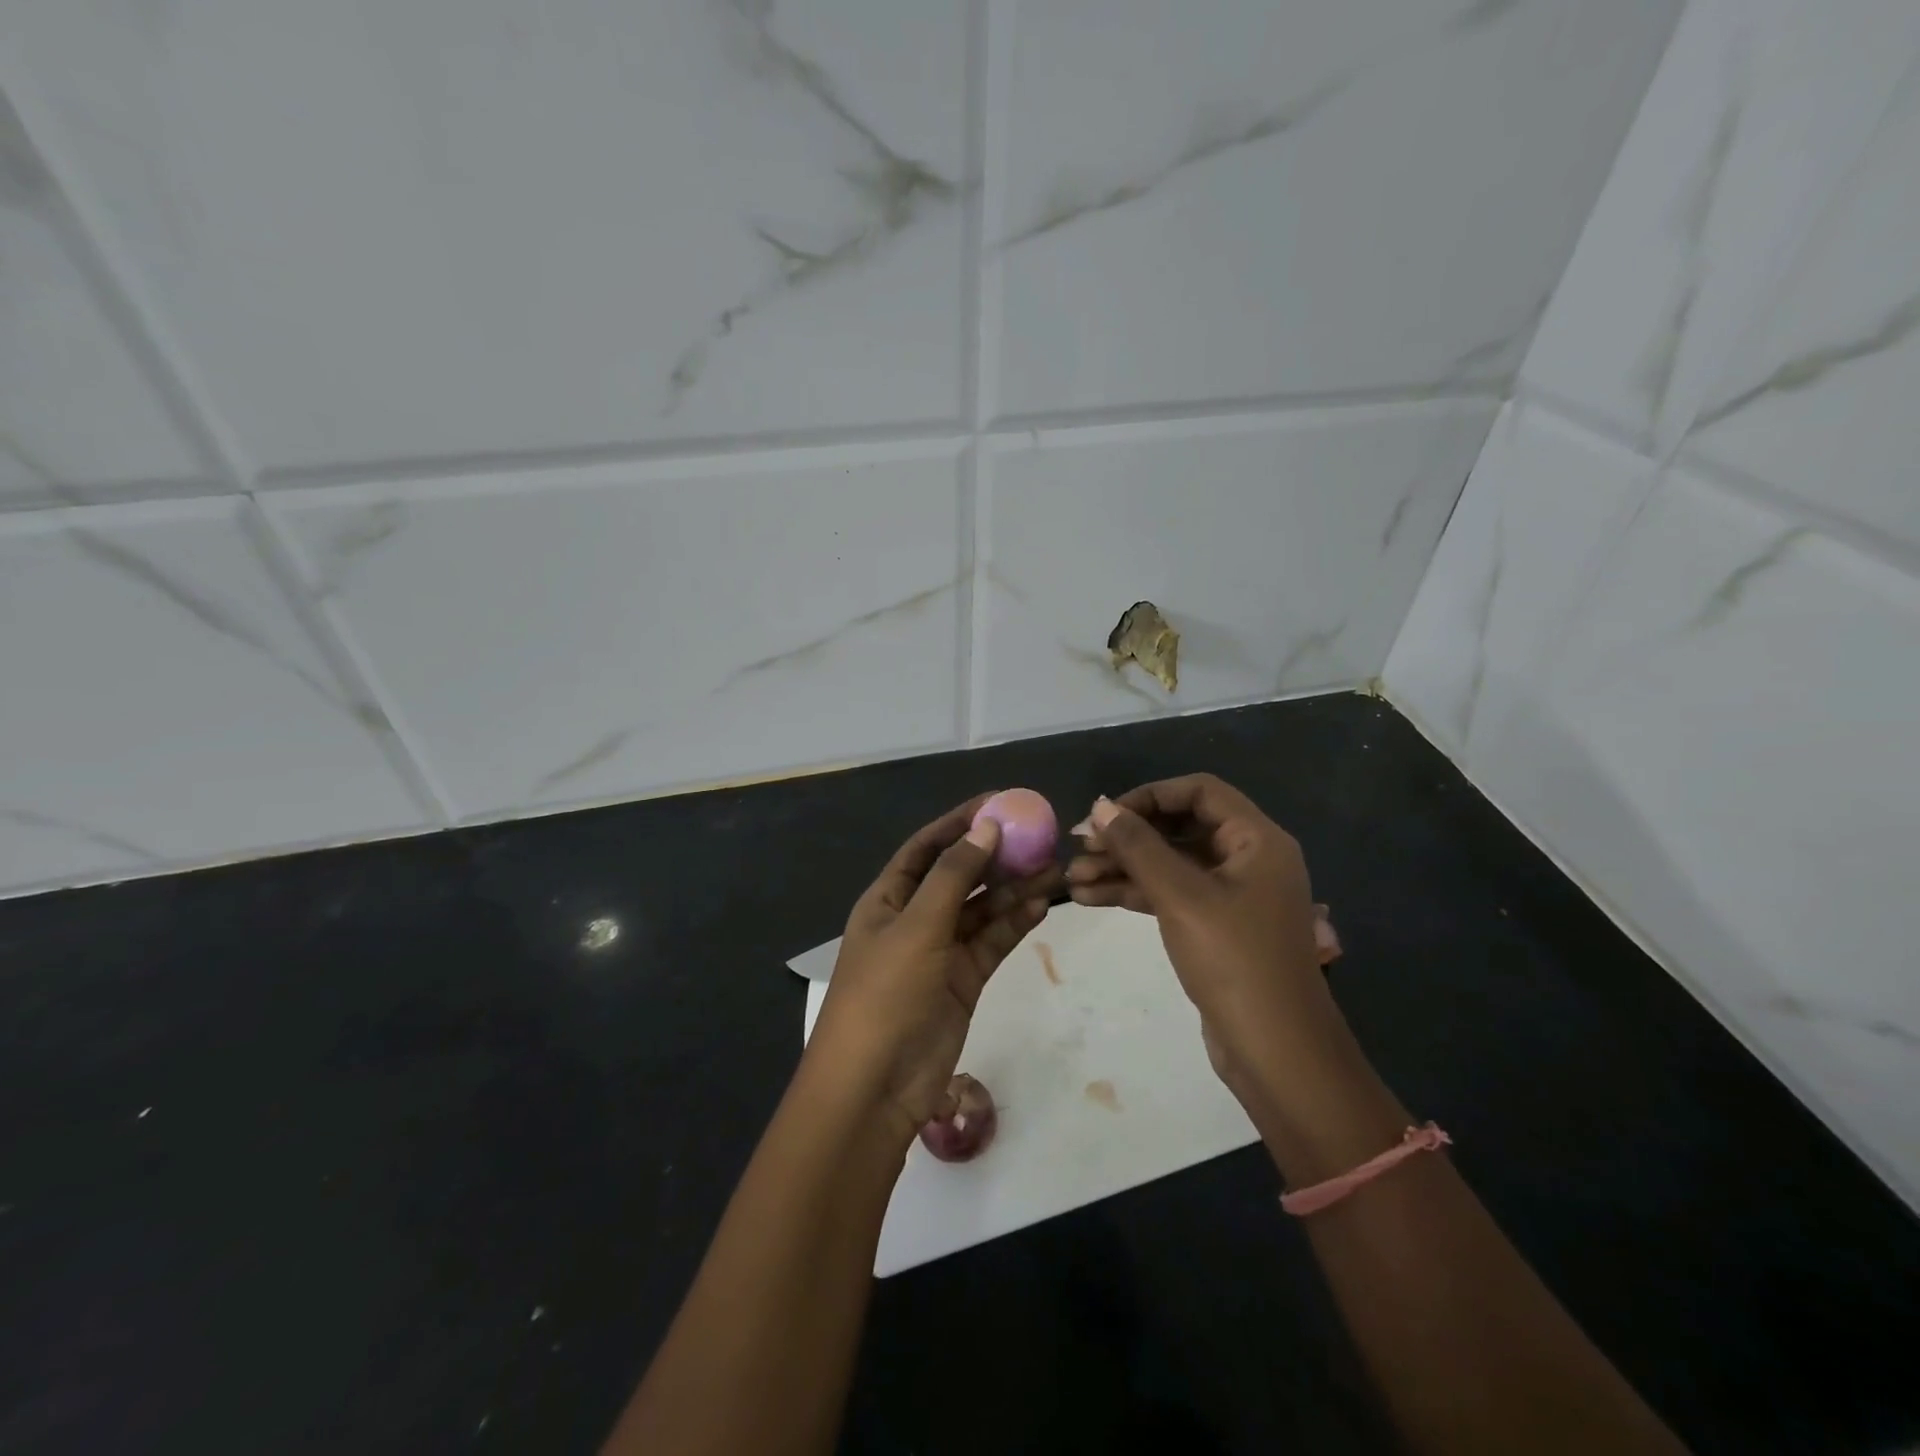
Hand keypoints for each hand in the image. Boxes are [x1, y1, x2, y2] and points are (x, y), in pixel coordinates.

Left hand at [806, 794, 1059, 1138]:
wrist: (875, 1086)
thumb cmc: (885, 993)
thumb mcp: (917, 925)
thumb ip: (954, 875)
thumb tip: (987, 827)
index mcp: (888, 898)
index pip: (928, 847)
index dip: (961, 822)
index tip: (1001, 802)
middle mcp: (914, 918)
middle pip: (960, 875)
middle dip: (997, 856)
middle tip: (1040, 837)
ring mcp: (940, 951)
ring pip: (982, 909)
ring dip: (1014, 889)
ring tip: (1055, 868)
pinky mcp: (963, 980)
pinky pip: (992, 941)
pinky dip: (1015, 923)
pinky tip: (1043, 904)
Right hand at [1066, 775, 1341, 1098]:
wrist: (1275, 1053)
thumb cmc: (1234, 961)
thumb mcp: (1181, 896)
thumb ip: (1138, 847)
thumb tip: (1100, 806)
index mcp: (1256, 840)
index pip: (1199, 791)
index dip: (1149, 796)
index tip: (1106, 815)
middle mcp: (1247, 859)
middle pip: (1179, 827)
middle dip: (1127, 837)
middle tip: (1079, 849)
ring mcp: (1231, 895)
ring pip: (1169, 864)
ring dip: (1123, 868)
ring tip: (1072, 880)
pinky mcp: (1215, 927)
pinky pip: (1171, 894)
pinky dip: (1134, 894)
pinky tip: (1089, 899)